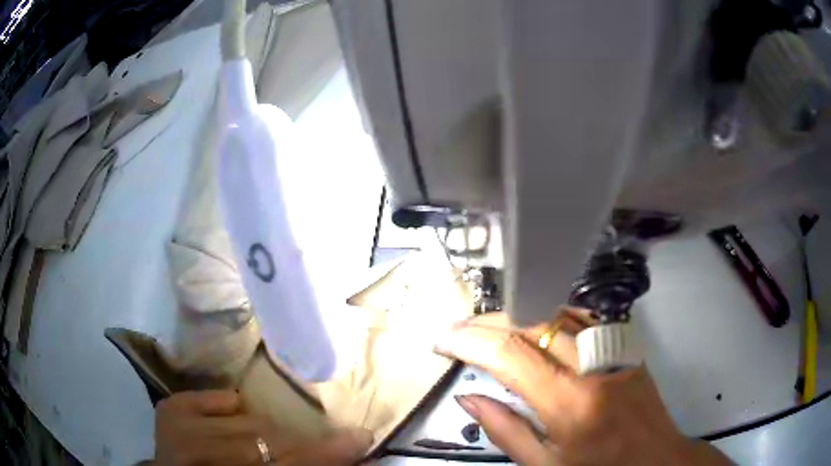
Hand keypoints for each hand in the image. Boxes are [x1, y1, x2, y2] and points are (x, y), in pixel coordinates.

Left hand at [154, 390, 371, 464]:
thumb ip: (299, 464)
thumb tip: (346, 446)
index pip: (287, 463)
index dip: (325, 453)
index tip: (361, 437)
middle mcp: (198, 453)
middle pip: (270, 441)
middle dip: (297, 443)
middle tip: (312, 445)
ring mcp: (180, 426)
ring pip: (250, 419)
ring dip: (269, 432)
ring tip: (267, 442)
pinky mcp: (171, 407)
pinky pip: (224, 398)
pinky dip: (235, 409)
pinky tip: (231, 424)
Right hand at [434, 309, 731, 465]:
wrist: (656, 459)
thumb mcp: (545, 464)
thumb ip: (505, 429)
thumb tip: (468, 397)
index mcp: (570, 404)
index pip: (510, 355)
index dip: (470, 342)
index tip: (442, 341)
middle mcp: (593, 366)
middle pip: (532, 323)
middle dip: (487, 322)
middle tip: (458, 331)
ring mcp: (614, 350)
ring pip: (556, 313)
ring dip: (516, 314)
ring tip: (486, 326)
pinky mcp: (625, 346)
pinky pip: (581, 318)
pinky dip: (549, 315)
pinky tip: (532, 322)